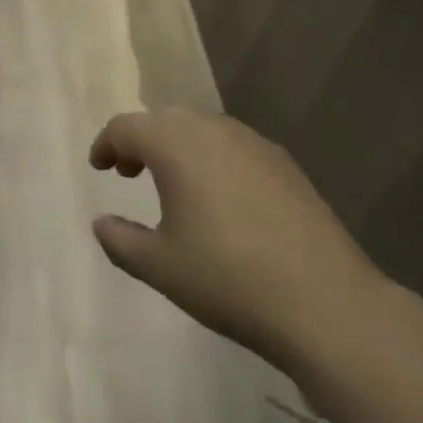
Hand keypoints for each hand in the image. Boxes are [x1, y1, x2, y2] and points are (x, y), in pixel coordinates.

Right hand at [89, 112, 392, 382]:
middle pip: (164, 121)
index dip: (107, 143)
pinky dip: (212, 158)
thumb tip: (102, 223)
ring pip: (201, 130)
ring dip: (177, 148)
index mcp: (176, 144)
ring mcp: (252, 142)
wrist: (324, 300)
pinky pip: (232, 146)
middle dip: (141, 141)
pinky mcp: (283, 162)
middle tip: (129, 173)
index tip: (99, 167)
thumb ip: (121, 241)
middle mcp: (212, 129)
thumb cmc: (228, 278)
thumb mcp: (160, 267)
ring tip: (172, 185)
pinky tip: (220, 198)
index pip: (127, 127)